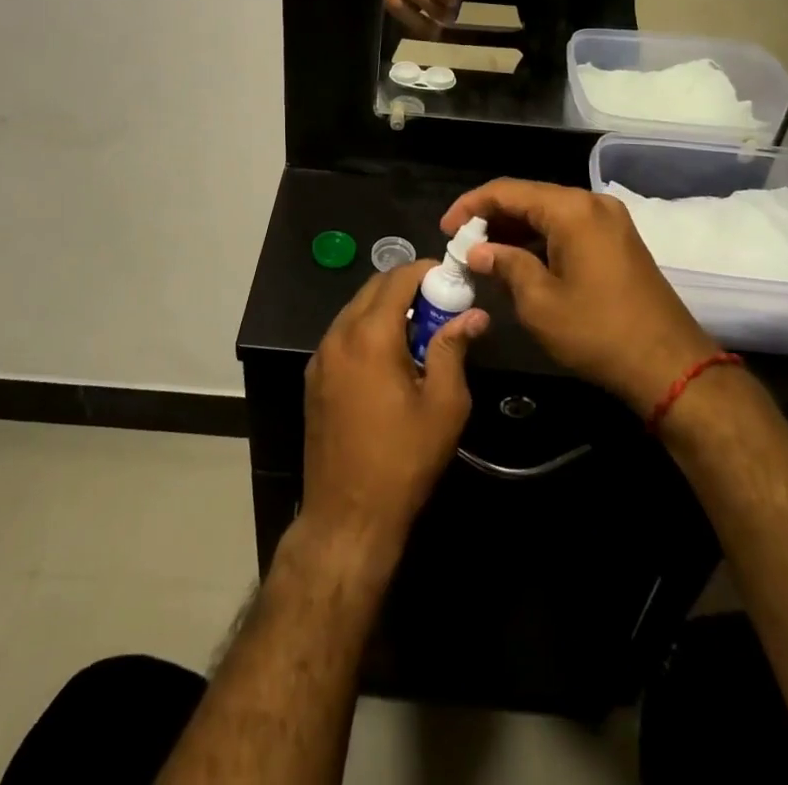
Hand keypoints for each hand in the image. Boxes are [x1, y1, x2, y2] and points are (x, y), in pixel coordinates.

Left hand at [302, 259, 489, 557]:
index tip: (451, 279)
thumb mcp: (444, 406)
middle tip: (440, 305)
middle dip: (407, 286)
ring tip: (419, 332)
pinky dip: (367, 328)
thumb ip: (454, 350)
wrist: (347, 516)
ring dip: (386, 307)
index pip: (397, 278)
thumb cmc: (403, 460)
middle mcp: (339, 335)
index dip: (426, 271)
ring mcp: (321, 356)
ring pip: (355, 309)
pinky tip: (390, 357)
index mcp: (370, 336)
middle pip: (373, 288)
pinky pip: (343, 334)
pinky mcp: (314, 377)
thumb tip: (473, 315)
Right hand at [441, 180, 712, 413]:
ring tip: (482, 254)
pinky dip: (540, 239)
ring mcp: (609, 221)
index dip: (471, 206)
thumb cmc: (597, 332)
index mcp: (572, 210)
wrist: (669, 365)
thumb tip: (478, 251)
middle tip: (461, 244)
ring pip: (549, 213)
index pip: (508, 191)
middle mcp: (592, 204)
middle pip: (530, 197)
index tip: (445, 229)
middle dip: (491, 218)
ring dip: (514, 229)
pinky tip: (518, 260)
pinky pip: (568, 227)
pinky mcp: (617, 241)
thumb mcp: (539, 302)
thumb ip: (505, 265)